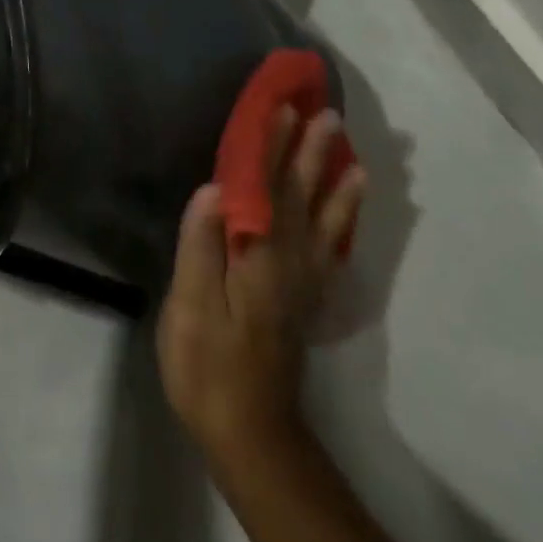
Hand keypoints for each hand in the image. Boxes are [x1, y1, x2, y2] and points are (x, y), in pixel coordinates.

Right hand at [157, 107, 364, 467]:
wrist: (251, 433)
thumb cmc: (209, 367)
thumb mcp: (192, 309)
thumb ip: (202, 247)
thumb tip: (213, 188)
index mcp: (259, 256)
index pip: (265, 188)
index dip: (271, 147)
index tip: (282, 108)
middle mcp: (289, 261)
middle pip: (300, 196)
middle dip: (310, 152)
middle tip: (325, 113)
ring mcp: (302, 282)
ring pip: (324, 220)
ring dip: (334, 181)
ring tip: (350, 153)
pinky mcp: (305, 301)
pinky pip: (331, 250)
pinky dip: (343, 222)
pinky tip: (348, 210)